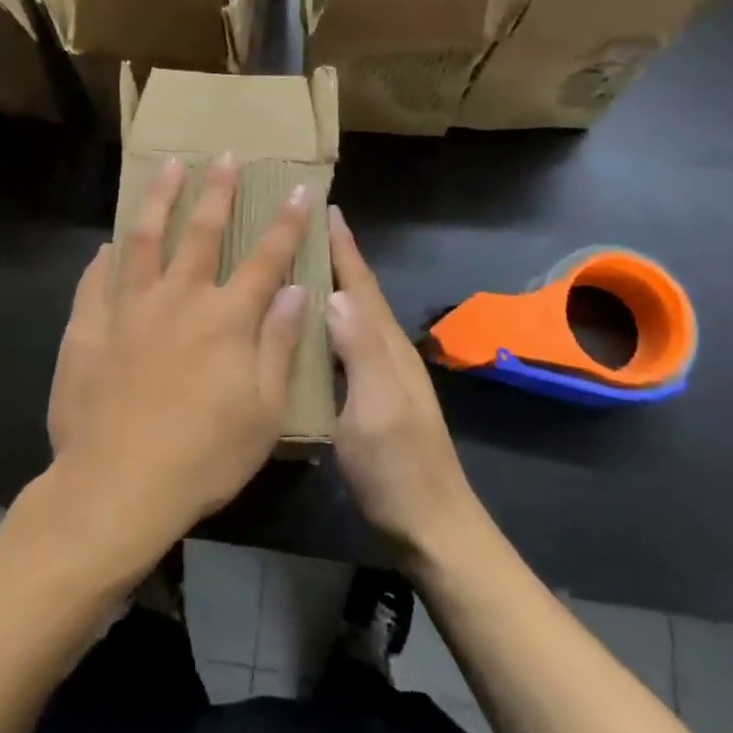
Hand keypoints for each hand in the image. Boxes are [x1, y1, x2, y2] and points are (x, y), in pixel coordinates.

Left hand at [46, 153, 311, 566]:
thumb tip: (296, 290)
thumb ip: (278, 343)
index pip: (265, 258)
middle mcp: (178, 299)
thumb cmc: (203, 456)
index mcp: (225, 319)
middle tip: (225, 156)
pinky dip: (104, 261)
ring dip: (159, 200)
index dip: (285, 223)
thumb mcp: (263, 410)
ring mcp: (127, 310)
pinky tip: (107, 246)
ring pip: (144, 240)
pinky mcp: (87, 329)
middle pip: (202, 232)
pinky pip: (95, 282)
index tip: (298, 189)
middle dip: (218, 191)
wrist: (116, 486)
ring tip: (167, 168)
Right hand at [326, 205, 480, 559]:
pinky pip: (348, 343)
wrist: (431, 524)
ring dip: (333, 285)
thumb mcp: (375, 409)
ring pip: (355, 316)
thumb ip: (359, 352)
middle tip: (305, 225)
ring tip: (301, 264)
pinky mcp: (374, 396)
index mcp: (387, 347)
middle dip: (338, 256)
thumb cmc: (397, 468)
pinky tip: (310, 327)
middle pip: (360, 293)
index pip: (362, 284)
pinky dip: (330, 322)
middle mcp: (388, 352)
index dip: (344, 247)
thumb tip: (335, 294)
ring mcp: (383, 375)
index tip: (325, 207)